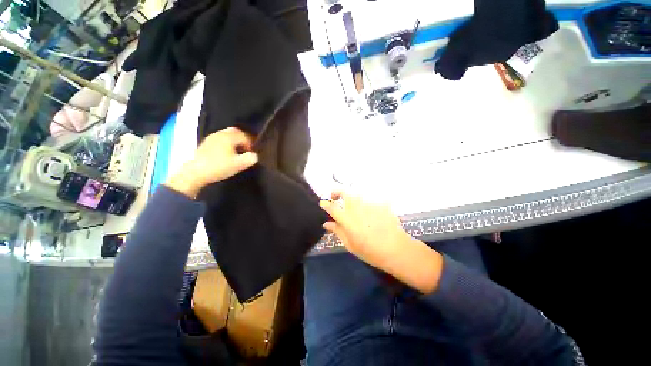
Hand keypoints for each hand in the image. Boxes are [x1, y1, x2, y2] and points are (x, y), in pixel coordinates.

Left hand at [165, 127, 257, 197]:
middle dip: (242, 139)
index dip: (250, 144)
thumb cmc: (219, 167)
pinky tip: (225, 153)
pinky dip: (226, 143)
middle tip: (245, 149)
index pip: (244, 136)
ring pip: (226, 135)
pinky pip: (219, 139)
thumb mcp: (239, 164)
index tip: (251, 153)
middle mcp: (220, 134)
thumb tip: (254, 155)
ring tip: (236, 152)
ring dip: (234, 141)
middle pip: (234, 131)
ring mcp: (211, 138)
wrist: (195, 173)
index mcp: (228, 137)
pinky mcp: (205, 144)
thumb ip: (250, 158)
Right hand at [319, 192, 410, 269]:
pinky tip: (368, 208)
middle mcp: (356, 207)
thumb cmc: (370, 251)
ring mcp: (368, 203)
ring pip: (356, 192)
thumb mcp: (350, 244)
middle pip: (343, 192)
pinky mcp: (379, 202)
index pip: (331, 207)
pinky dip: (366, 200)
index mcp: (347, 219)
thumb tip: (326, 223)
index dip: (325, 204)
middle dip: (336, 191)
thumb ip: (337, 231)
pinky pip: (370, 196)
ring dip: (350, 195)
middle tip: (335, 197)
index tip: (322, 203)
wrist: (396, 249)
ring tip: (351, 203)